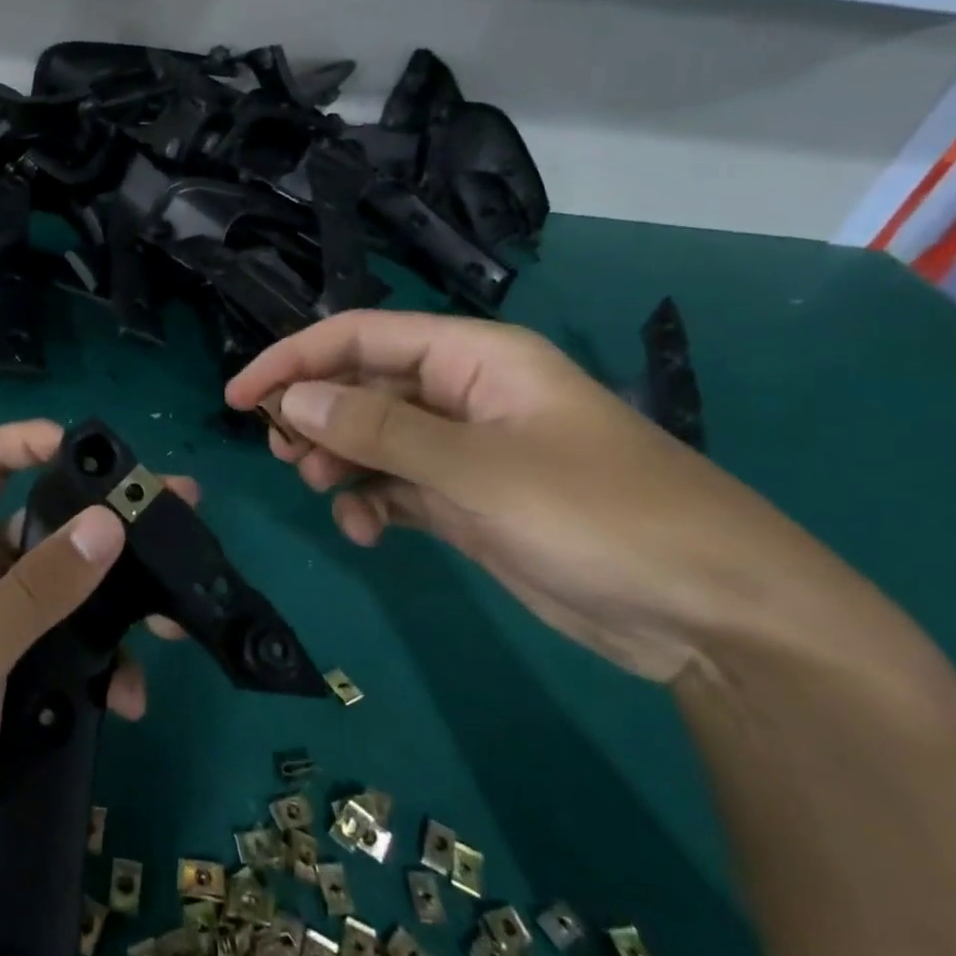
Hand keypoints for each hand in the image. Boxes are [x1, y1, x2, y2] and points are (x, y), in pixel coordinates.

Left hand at [0, 420, 189, 903]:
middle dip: (107, 519)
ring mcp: (5, 630)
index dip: (26, 441)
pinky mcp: (28, 679)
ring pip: (74, 588)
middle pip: (46, 522)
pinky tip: (129, 699)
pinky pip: (81, 649)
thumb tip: (110, 523)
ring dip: (123, 601)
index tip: (93, 450)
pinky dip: (110, 666)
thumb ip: (37, 592)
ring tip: (174, 619)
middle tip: (176, 513)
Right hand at [226, 311, 850, 682]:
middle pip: (364, 386)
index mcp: (475, 357)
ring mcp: (469, 450)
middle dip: (315, 414)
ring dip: (339, 460)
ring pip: (376, 438)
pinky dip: (372, 502)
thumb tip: (293, 399)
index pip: (361, 337)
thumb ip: (378, 431)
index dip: (294, 359)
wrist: (715, 618)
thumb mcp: (477, 468)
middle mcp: (466, 394)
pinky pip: (399, 487)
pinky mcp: (472, 502)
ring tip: (320, 490)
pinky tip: (364, 531)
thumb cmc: (599, 516)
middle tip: (280, 452)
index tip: (239, 397)